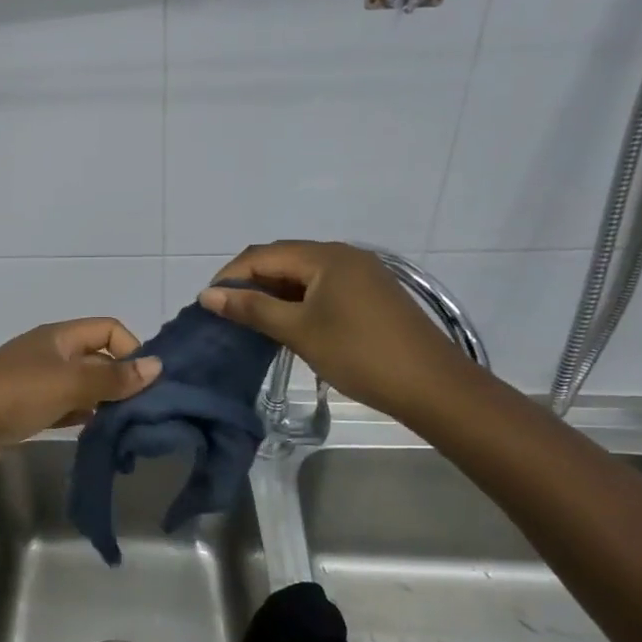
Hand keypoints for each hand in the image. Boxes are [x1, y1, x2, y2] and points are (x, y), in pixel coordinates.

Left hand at [0, 318, 162, 473]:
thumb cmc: (17, 395)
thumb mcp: (70, 383)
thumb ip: (114, 378)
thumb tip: (157, 366)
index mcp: (58, 336)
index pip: (108, 328)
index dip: (130, 349)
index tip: (144, 382)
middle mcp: (49, 353)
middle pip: (96, 358)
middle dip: (120, 379)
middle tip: (142, 410)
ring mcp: (35, 381)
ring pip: (81, 385)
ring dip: (102, 401)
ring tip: (125, 425)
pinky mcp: (26, 408)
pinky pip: (64, 406)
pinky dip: (81, 415)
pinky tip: (96, 432)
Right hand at [199, 241, 469, 416]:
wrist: (434, 387)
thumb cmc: (360, 354)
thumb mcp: (299, 331)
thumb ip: (252, 308)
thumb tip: (207, 294)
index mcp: (325, 256)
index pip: (262, 255)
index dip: (230, 276)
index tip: (207, 304)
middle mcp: (343, 255)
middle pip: (282, 259)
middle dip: (250, 282)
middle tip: (226, 312)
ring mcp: (361, 273)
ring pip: (302, 274)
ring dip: (273, 292)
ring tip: (250, 320)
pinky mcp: (371, 294)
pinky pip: (322, 286)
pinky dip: (298, 300)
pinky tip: (287, 323)